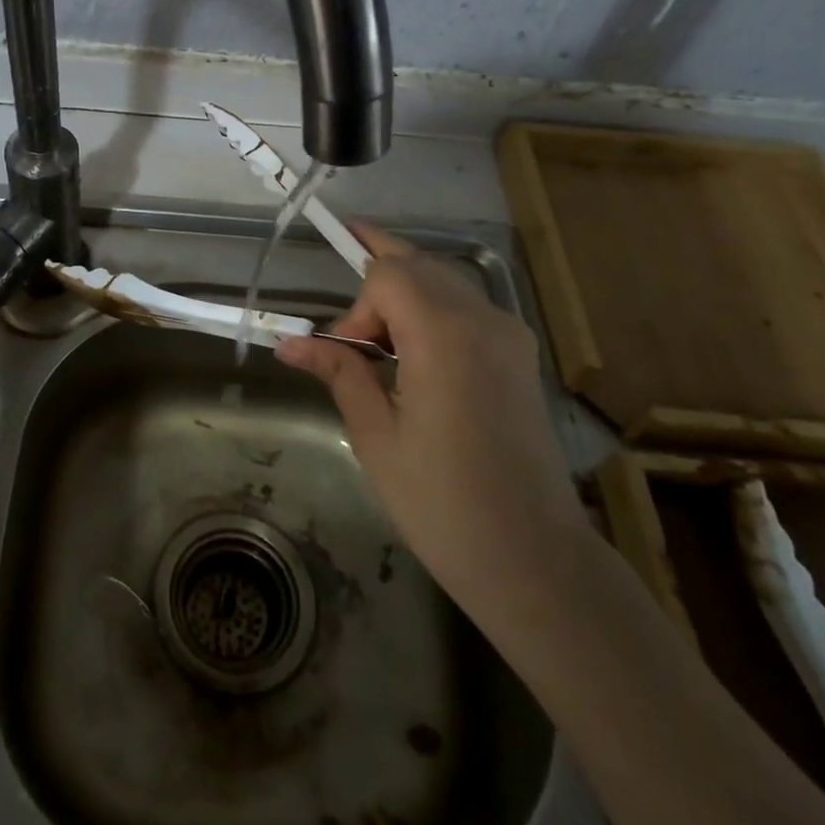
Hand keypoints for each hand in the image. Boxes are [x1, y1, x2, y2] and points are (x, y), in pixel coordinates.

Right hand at [276, 224, 590, 626]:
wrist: (534, 558)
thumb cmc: (442, 502)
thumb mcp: (376, 436)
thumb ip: (339, 373)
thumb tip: (290, 343)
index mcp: (445, 334)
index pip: (388, 275)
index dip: (356, 307)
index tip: (344, 356)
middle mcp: (484, 319)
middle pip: (419, 266)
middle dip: (375, 285)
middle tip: (347, 331)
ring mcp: (510, 335)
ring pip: (445, 281)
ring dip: (404, 294)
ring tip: (374, 341)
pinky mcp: (520, 355)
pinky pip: (467, 307)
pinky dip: (432, 311)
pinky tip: (413, 353)